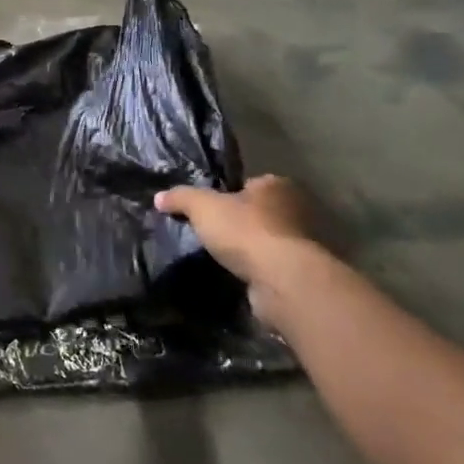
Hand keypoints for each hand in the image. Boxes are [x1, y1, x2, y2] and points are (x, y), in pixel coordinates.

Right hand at [154, 175, 317, 321]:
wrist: (283, 280)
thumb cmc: (245, 231)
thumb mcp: (202, 206)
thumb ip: (180, 197)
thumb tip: (159, 197)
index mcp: (277, 185)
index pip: (250, 184)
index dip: (228, 194)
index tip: (209, 209)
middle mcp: (297, 210)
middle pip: (259, 212)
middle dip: (239, 222)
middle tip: (212, 233)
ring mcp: (304, 243)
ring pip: (267, 240)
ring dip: (249, 248)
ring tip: (221, 257)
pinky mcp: (301, 273)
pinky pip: (272, 265)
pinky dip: (257, 270)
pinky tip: (238, 275)